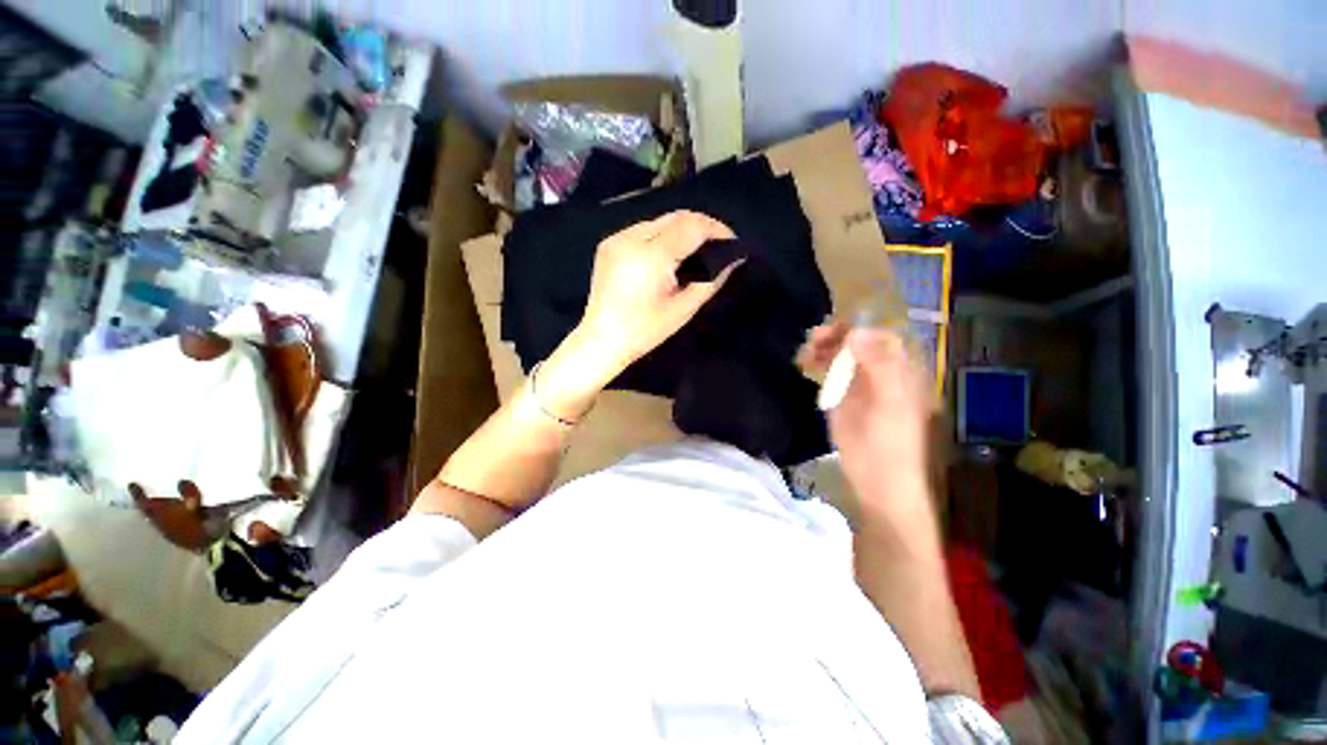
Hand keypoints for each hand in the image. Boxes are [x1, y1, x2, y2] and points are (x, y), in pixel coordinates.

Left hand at [575, 210, 738, 376]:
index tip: (732, 241)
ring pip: (659, 221)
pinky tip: (669, 254)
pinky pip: (643, 230)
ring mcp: (616, 238)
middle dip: (701, 226)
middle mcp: (631, 238)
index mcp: (650, 256)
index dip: (716, 229)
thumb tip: (734, 259)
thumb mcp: (683, 309)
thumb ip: (711, 280)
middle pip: (675, 217)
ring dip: (681, 229)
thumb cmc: (644, 331)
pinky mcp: (609, 243)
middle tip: (718, 244)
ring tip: (696, 249)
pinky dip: (662, 236)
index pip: (691, 226)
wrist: (601, 340)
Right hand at [800, 324, 934, 517]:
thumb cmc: (891, 441)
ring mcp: (859, 386)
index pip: (882, 337)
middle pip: (859, 344)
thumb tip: (855, 332)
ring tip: (806, 350)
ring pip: (842, 356)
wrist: (877, 479)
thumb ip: (878, 365)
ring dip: (824, 349)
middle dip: (837, 337)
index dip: (861, 329)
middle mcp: (880, 373)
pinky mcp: (841, 399)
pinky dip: (818, 365)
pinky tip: (806, 364)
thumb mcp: (891, 402)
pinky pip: (830, 373)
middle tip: (814, 338)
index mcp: (900, 372)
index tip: (837, 329)